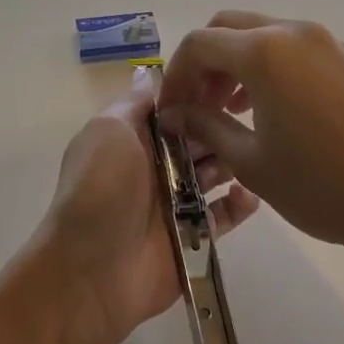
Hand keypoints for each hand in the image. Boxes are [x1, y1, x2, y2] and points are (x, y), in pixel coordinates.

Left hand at [35, 69, 259, 343]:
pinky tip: (251, 194)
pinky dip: (239, 204)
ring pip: (214, 173)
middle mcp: (154, 166)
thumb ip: (133, 103)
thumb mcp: (109, 131)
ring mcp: (174, 203)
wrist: (91, 270)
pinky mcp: (193, 236)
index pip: (171, 108)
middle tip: (253, 115)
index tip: (231, 79)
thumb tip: (148, 73)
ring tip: (253, 151)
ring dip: (233, 161)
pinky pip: (223, 216)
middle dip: (220, 126)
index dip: (197, 94)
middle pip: (197, 138)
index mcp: (132, 138)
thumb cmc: (100, 189)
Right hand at [157, 12, 343, 293]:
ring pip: (262, 36)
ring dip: (234, 65)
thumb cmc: (325, 187)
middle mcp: (295, 33)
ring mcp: (327, 43)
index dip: (174, 76)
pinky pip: (292, 50)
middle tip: (195, 107)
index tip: (168, 113)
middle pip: (228, 28)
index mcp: (265, 51)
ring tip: (227, 112)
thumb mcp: (252, 163)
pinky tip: (266, 112)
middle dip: (203, 64)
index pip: (198, 44)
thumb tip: (175, 114)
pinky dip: (266, 69)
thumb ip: (206, 128)